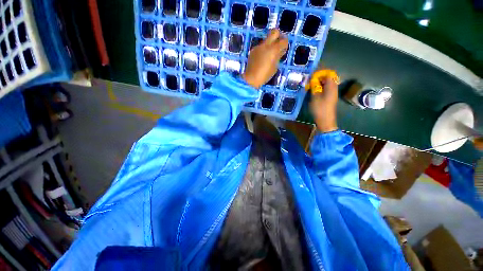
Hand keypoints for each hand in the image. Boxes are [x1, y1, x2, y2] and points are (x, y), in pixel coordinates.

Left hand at [242, 29, 287, 88]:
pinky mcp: (253, 50)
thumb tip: (280, 51)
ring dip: (270, 44)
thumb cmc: (265, 75)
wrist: (251, 78)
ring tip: (269, 55)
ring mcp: (258, 47)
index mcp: (273, 50)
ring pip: (266, 40)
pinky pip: (260, 47)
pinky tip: (262, 59)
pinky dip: (263, 50)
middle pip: (274, 31)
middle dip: (278, 36)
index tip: (284, 48)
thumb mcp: (274, 67)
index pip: (283, 40)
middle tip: (278, 43)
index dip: (285, 43)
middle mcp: (266, 45)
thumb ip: (278, 57)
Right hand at [310, 76, 338, 132]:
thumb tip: (313, 80)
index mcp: (331, 87)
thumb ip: (314, 87)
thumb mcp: (315, 97)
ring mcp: (332, 94)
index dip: (321, 73)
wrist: (325, 120)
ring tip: (311, 85)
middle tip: (310, 80)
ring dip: (319, 83)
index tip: (312, 74)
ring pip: (327, 84)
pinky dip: (320, 88)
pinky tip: (314, 91)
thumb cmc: (320, 108)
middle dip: (319, 77)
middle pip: (328, 78)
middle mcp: (334, 88)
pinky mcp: (330, 98)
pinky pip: (326, 89)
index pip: (328, 74)